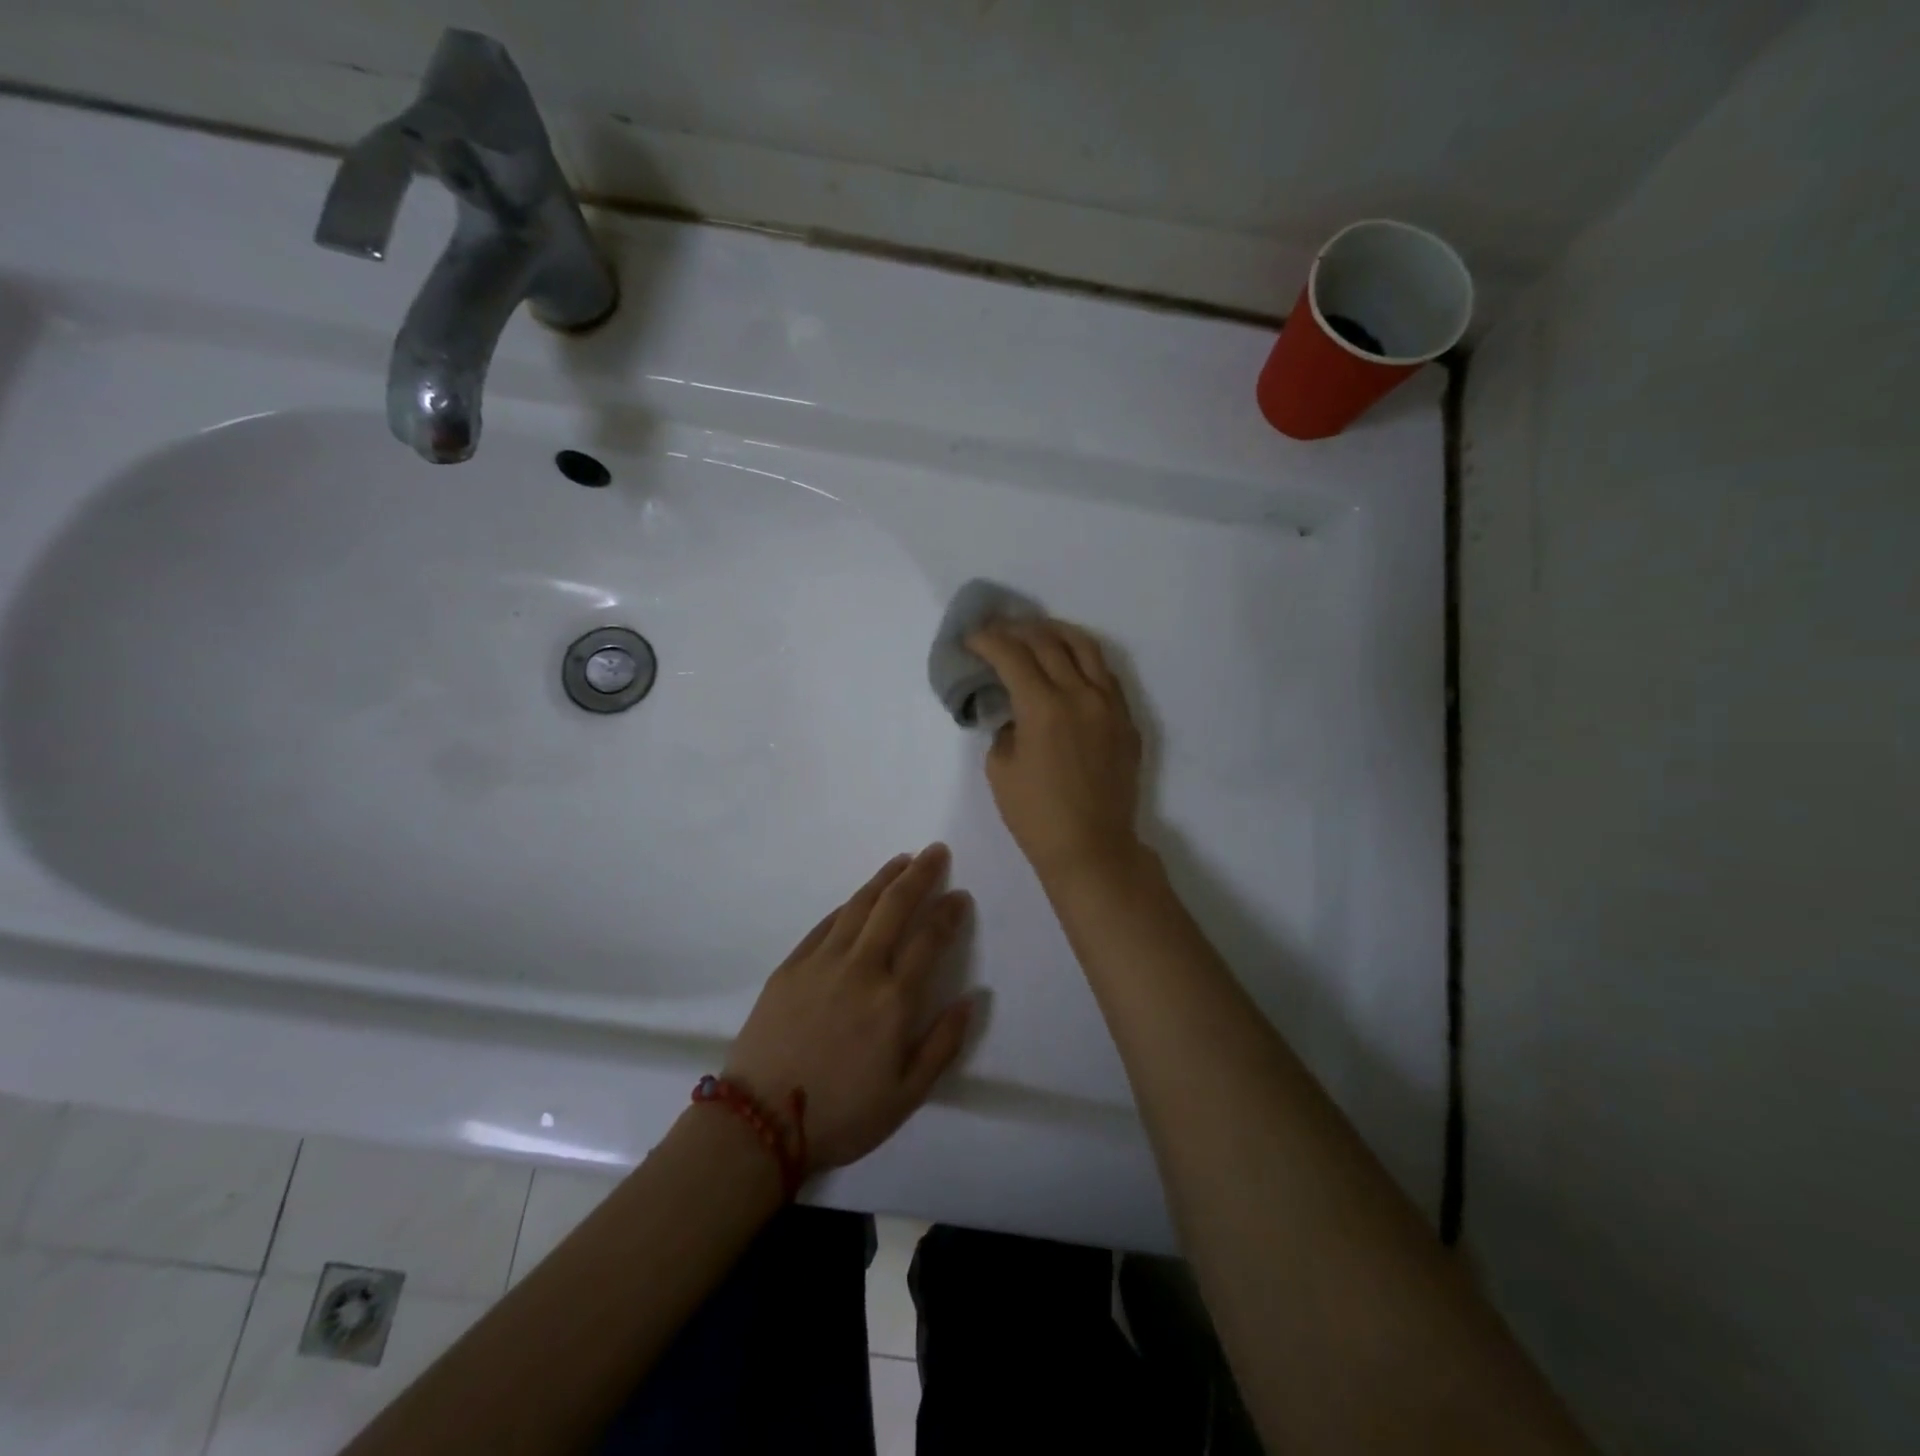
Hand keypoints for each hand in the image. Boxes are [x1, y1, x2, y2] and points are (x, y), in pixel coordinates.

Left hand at [725, 845, 973, 1172]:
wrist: (760, 1122)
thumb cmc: (842, 1114)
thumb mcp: (907, 1095)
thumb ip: (944, 1043)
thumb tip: (974, 998)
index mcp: (894, 999)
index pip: (929, 939)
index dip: (948, 913)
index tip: (960, 895)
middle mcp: (861, 968)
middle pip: (894, 906)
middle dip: (919, 874)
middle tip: (935, 851)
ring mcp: (821, 962)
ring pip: (859, 905)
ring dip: (884, 878)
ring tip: (902, 860)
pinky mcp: (791, 966)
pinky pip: (825, 924)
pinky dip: (848, 904)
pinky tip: (858, 898)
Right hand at [966, 619, 1144, 885]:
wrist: (1093, 848)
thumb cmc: (1037, 816)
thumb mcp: (1001, 770)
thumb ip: (1006, 729)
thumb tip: (1016, 713)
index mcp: (1044, 707)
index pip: (1012, 655)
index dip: (987, 640)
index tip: (972, 639)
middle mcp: (1080, 695)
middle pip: (1048, 642)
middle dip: (1017, 630)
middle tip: (998, 631)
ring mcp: (1110, 705)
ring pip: (1085, 648)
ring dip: (1056, 632)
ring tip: (1037, 631)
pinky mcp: (1126, 720)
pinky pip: (1105, 674)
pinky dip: (1083, 658)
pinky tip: (1070, 663)